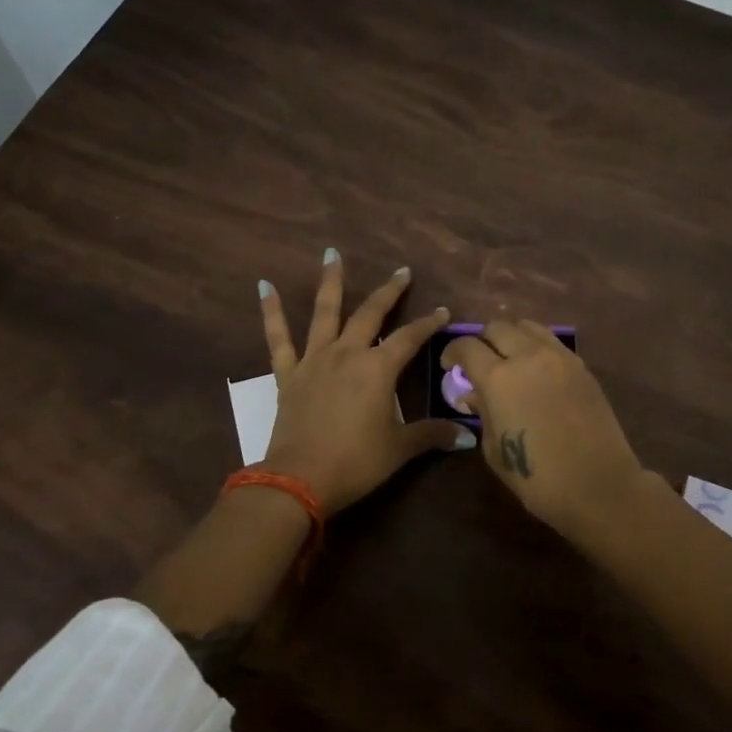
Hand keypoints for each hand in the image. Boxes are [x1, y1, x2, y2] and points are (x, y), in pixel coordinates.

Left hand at [258, 250, 475, 512]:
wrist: (300, 478)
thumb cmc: (356, 462)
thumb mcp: (399, 449)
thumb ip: (431, 435)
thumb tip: (467, 436)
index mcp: (378, 369)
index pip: (410, 338)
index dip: (428, 323)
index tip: (443, 311)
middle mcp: (348, 353)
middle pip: (371, 313)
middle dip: (389, 291)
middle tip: (402, 272)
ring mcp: (315, 359)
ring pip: (325, 312)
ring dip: (331, 281)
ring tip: (331, 253)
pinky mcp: (289, 373)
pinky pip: (278, 337)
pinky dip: (271, 311)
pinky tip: (264, 286)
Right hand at [439, 319, 646, 539]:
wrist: (598, 485)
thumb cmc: (537, 477)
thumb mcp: (494, 449)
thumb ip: (481, 412)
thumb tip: (472, 394)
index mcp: (498, 378)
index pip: (467, 346)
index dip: (452, 352)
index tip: (449, 365)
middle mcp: (527, 356)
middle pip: (497, 327)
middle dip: (482, 341)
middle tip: (479, 362)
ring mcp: (558, 357)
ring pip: (527, 326)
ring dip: (511, 336)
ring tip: (509, 359)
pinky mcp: (581, 366)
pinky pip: (551, 341)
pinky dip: (536, 346)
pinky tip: (536, 370)